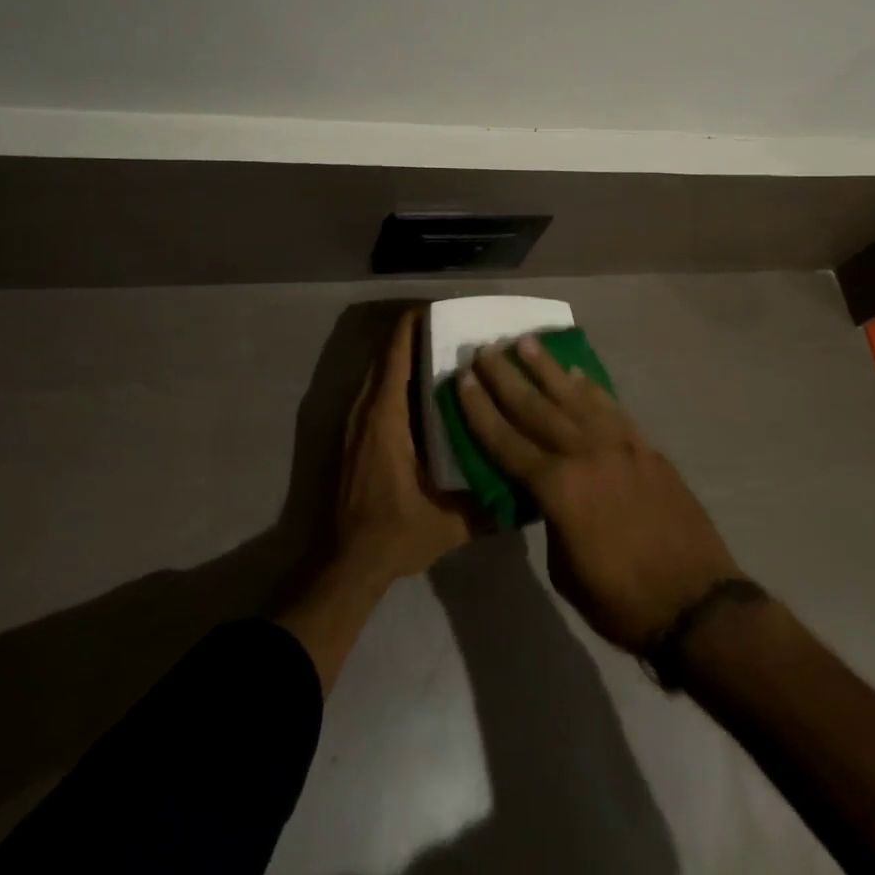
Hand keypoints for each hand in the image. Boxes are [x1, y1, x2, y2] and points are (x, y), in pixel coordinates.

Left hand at [277, 309, 472, 693]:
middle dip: (415, 333)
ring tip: (444, 348)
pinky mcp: (354, 435)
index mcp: (386, 417)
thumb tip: (528, 488)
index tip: (444, 309)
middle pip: (386, 353)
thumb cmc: (394, 535)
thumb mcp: (449, 523)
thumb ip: (489, 505)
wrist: (345, 565)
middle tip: (455, 328)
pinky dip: (397, 374)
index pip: (396, 353)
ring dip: (405, 353)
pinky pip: (376, 389)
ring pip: (379, 370)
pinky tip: (425, 386)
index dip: (414, 324)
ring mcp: (355, 422)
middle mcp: (366, 410)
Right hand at [457, 336, 740, 652]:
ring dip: (547, 368)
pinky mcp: (645, 447)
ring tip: (525, 342)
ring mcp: (619, 445)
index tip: (462, 380)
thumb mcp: (564, 570)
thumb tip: (546, 493)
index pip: (506, 441)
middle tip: (485, 350)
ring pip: (574, 396)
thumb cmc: (621, 600)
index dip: (480, 411)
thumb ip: (549, 519)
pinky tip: (577, 372)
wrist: (696, 601)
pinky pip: (611, 408)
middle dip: (506, 377)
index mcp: (557, 488)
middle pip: (535, 407)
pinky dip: (591, 387)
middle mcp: (584, 454)